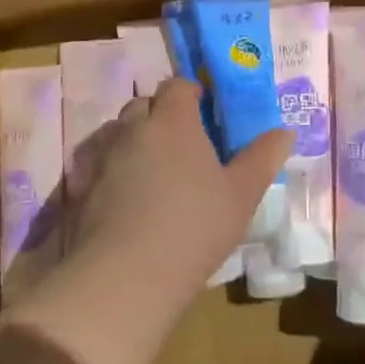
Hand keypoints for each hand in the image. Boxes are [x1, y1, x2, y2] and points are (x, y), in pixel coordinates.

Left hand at [62, 77, 292, 305]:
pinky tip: (123, 197)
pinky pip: (97, 163)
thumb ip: (263, 157)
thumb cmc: (194, 228)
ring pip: (118, 132)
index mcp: (174, 121)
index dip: (191, 94)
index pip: (177, 85)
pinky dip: (110, 169)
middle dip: (161, 114)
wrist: (124, 277)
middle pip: (144, 104)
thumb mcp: (242, 195)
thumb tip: (285, 131)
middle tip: (183, 144)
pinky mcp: (79, 186)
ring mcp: (102, 156)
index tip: (206, 114)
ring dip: (134, 140)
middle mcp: (133, 128)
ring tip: (153, 171)